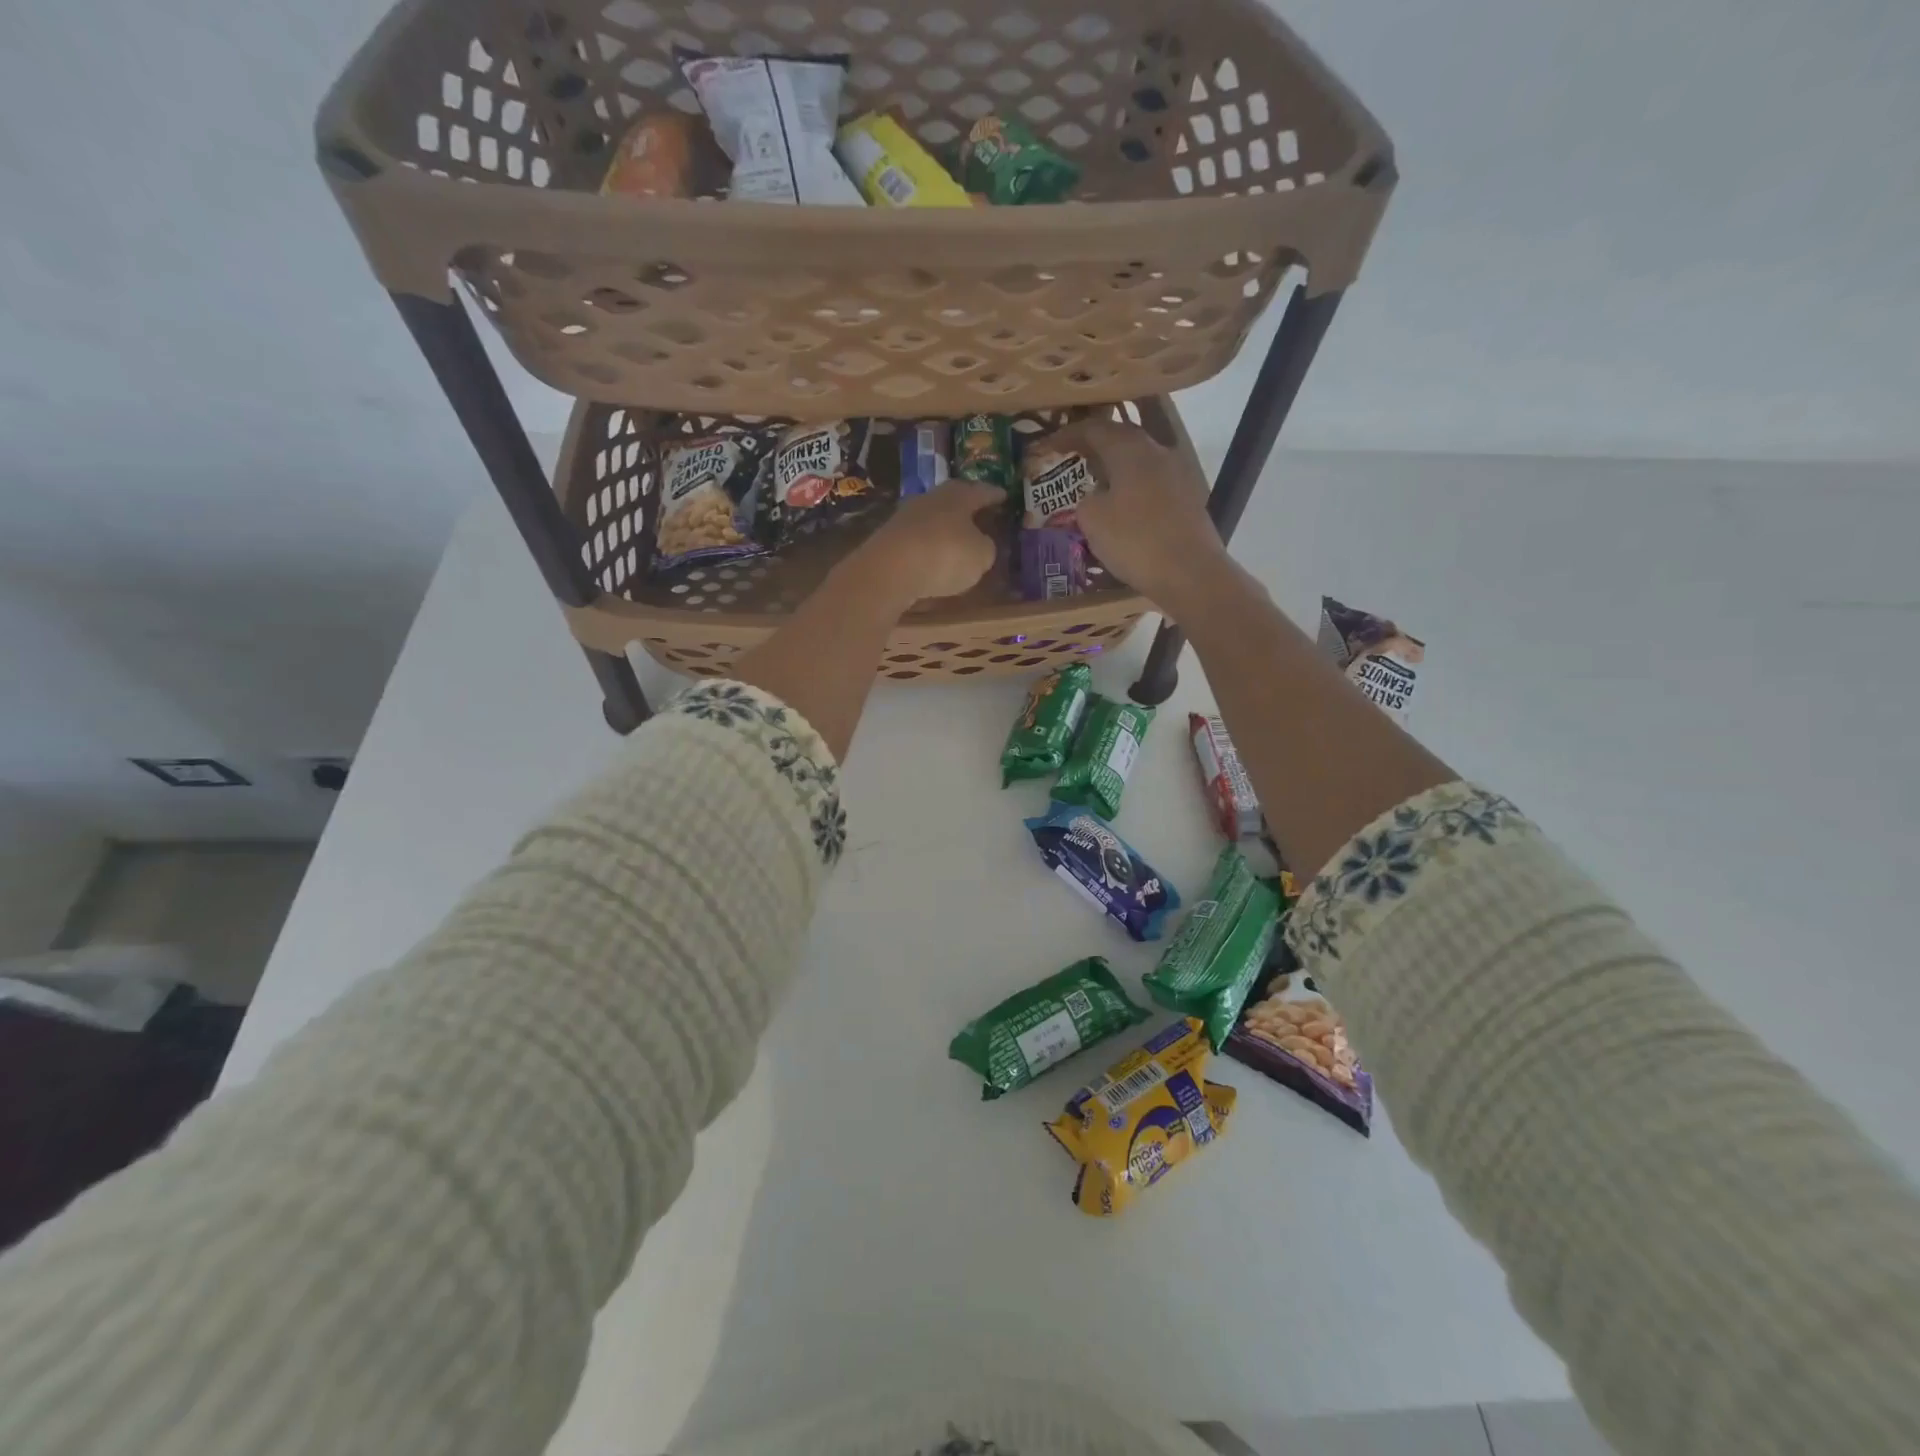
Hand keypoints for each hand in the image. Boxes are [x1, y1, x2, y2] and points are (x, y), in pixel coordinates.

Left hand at [854, 478, 1004, 604]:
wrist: (889, 569)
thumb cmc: (945, 555)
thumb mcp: (981, 556)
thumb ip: (986, 547)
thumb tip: (981, 544)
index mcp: (959, 495)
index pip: (982, 491)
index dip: (995, 494)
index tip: (1004, 495)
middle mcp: (931, 498)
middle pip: (954, 499)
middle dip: (967, 508)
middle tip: (980, 515)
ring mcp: (906, 516)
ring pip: (933, 518)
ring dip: (945, 527)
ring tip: (957, 540)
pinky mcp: (889, 538)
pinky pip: (917, 539)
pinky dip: (927, 546)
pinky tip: (932, 557)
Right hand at [1044, 417, 1225, 612]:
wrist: (1190, 572)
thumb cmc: (1135, 541)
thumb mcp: (1092, 520)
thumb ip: (1086, 499)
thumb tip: (1096, 496)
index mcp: (1130, 449)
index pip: (1094, 429)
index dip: (1068, 434)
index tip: (1049, 446)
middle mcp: (1157, 451)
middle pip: (1122, 439)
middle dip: (1096, 447)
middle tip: (1074, 459)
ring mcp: (1178, 474)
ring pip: (1140, 461)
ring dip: (1117, 468)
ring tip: (1097, 484)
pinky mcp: (1189, 498)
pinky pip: (1153, 483)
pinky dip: (1133, 488)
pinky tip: (1124, 507)